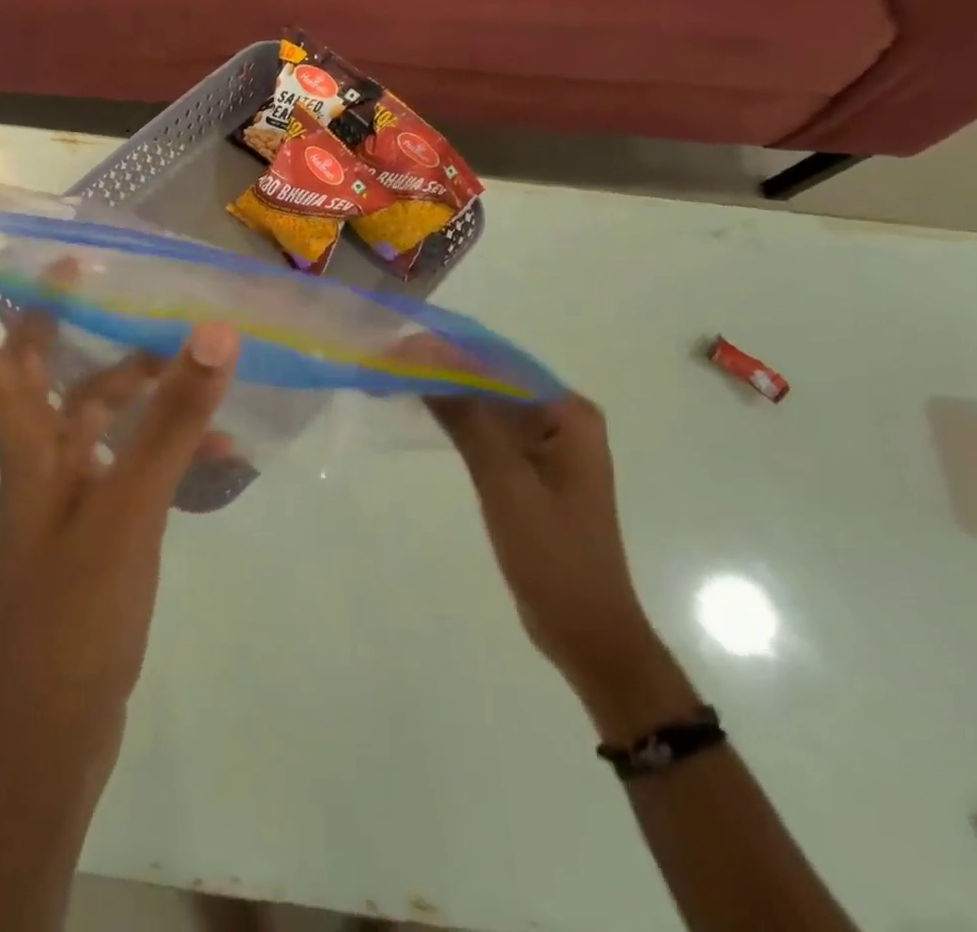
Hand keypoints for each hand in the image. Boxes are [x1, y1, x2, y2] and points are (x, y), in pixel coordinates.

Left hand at [0, 228, 240, 763]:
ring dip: (131, 379)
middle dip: (49, 314)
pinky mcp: (94, 519)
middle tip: (83, 267)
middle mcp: (33, 457)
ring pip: (90, 410)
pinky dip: (164, 442)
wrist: (60, 725)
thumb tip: (211, 332)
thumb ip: (172, 420)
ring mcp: (63, 490)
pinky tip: (217, 445)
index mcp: (21, 445)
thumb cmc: (76, 612)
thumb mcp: (130, 508)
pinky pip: (128, 457)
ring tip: (185, 353)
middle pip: (29, 368)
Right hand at [415, 376, 695, 740]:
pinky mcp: (531, 470)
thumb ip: (469, 420)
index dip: (450, 351)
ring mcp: (548, 445)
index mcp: (569, 414)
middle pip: (495, 380)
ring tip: (398, 377)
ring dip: (448, 391)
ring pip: (490, 404)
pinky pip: (491, 431)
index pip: (501, 366)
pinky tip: (425, 411)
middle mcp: (562, 420)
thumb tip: (425, 361)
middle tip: (390, 359)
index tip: (401, 344)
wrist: (586, 632)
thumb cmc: (553, 556)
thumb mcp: (506, 484)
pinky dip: (459, 421)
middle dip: (444, 368)